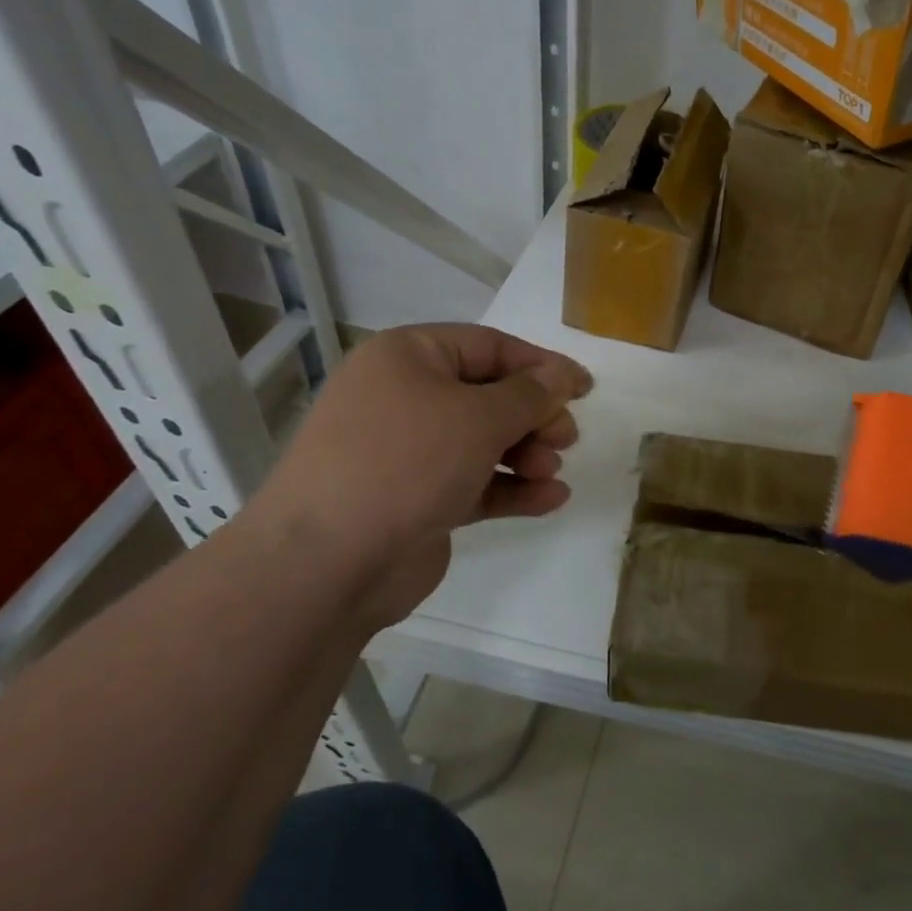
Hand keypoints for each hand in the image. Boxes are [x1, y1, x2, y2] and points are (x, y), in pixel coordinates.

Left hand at [250, 324, 591, 624]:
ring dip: (527, 454)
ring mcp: (408, 452)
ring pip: (484, 441)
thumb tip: (562, 376)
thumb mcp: (479, 417)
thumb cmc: (406, 463)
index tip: (584, 388)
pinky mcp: (416, 499)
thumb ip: (531, 394)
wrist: (327, 564)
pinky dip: (511, 488)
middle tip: (567, 438)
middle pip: (489, 395)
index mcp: (407, 358)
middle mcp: (404, 397)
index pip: (489, 346)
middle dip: (534, 416)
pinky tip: (550, 500)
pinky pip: (474, 482)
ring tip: (551, 472)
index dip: (541, 365)